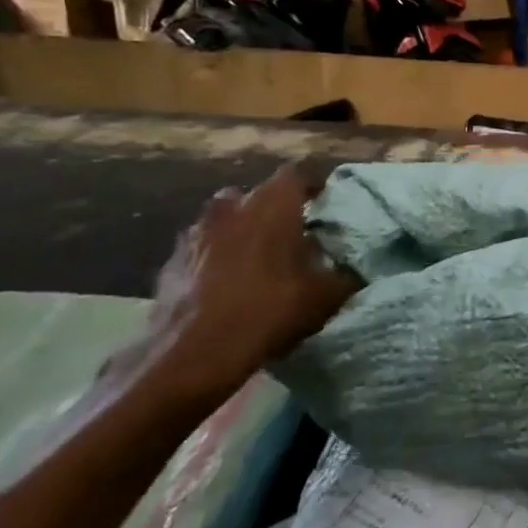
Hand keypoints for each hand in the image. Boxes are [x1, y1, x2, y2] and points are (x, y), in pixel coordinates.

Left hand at [132, 164, 360, 408]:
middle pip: (259, 194)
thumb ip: (346, 273)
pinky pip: (203, 248)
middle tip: (294, 234)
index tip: (327, 203)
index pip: (299, 173)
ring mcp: (195, 232)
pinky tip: (228, 285)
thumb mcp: (326, 296)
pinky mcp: (170, 261)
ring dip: (243, 232)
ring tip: (261, 260)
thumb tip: (357, 267)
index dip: (315, 185)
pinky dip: (217, 258)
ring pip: (226, 219)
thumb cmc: (268, 310)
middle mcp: (232, 206)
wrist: (190, 354)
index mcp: (273, 203)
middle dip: (275, 209)